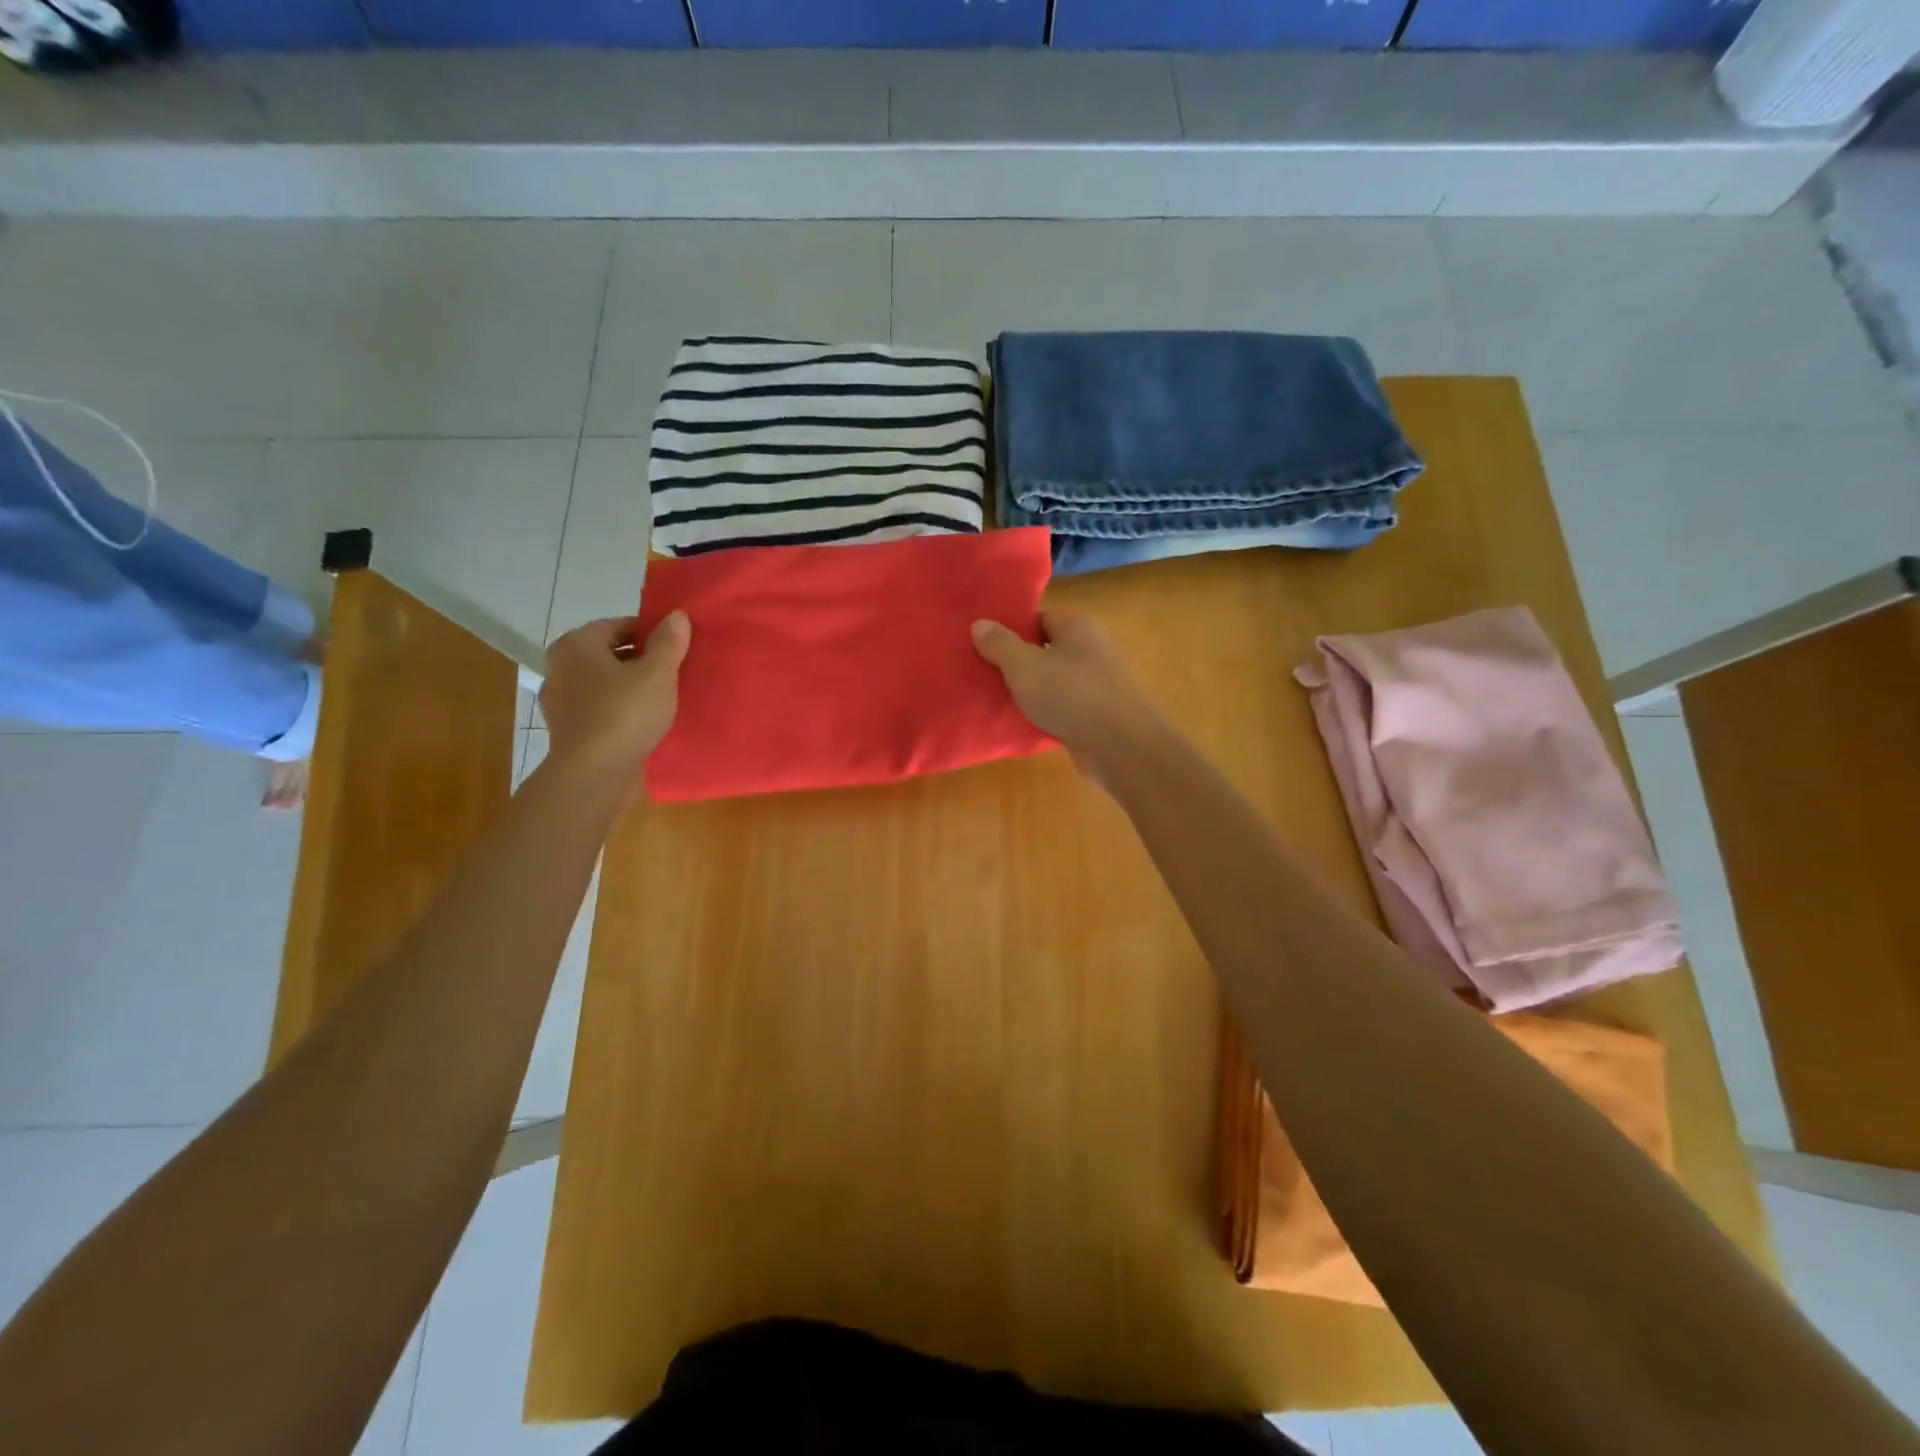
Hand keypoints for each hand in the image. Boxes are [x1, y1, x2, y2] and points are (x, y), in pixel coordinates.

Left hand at [539, 612, 690, 775]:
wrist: (594, 771)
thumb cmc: (625, 712)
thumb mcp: (658, 673)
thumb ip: (668, 642)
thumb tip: (676, 615)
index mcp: (575, 644)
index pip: (617, 626)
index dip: (650, 633)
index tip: (675, 647)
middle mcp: (559, 667)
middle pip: (609, 654)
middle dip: (640, 660)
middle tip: (672, 671)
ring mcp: (559, 701)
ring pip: (603, 683)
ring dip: (629, 686)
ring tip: (661, 698)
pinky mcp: (567, 729)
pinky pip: (599, 708)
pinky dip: (618, 709)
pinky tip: (642, 721)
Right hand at [971, 611, 1165, 777]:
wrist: (1120, 746)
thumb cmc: (1070, 695)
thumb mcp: (1024, 666)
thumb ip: (1000, 644)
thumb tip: (979, 623)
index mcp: (1077, 627)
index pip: (1039, 617)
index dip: (1011, 628)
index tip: (984, 642)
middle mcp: (1092, 649)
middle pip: (1047, 649)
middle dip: (1019, 661)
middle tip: (983, 672)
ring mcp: (1098, 684)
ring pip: (1055, 681)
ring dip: (1031, 691)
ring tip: (996, 699)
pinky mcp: (1099, 715)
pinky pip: (1064, 707)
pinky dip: (1046, 714)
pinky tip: (1024, 724)